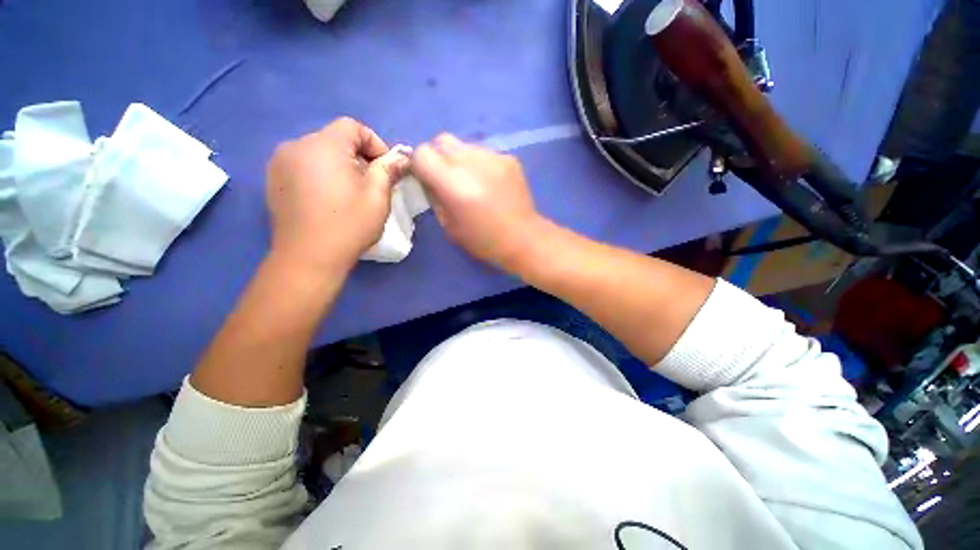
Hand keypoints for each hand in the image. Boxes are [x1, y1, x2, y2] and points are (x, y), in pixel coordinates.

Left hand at [266, 118, 409, 271]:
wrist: (309, 257)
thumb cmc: (349, 224)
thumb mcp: (378, 196)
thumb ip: (389, 170)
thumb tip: (402, 158)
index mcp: (323, 145)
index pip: (352, 126)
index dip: (375, 143)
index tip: (385, 169)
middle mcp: (295, 146)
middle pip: (334, 139)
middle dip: (358, 157)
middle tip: (371, 183)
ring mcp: (279, 164)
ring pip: (318, 153)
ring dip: (339, 166)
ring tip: (350, 193)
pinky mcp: (273, 181)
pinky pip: (303, 167)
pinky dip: (320, 175)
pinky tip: (328, 200)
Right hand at [411, 134, 543, 271]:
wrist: (523, 238)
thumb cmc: (484, 241)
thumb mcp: (449, 227)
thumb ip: (435, 198)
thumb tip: (429, 180)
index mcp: (454, 185)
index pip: (423, 153)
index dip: (421, 165)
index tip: (428, 179)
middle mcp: (473, 163)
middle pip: (442, 141)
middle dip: (439, 158)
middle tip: (449, 179)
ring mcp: (494, 157)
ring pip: (464, 144)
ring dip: (460, 159)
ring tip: (472, 181)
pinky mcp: (509, 158)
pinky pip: (484, 152)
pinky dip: (480, 163)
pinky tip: (490, 182)